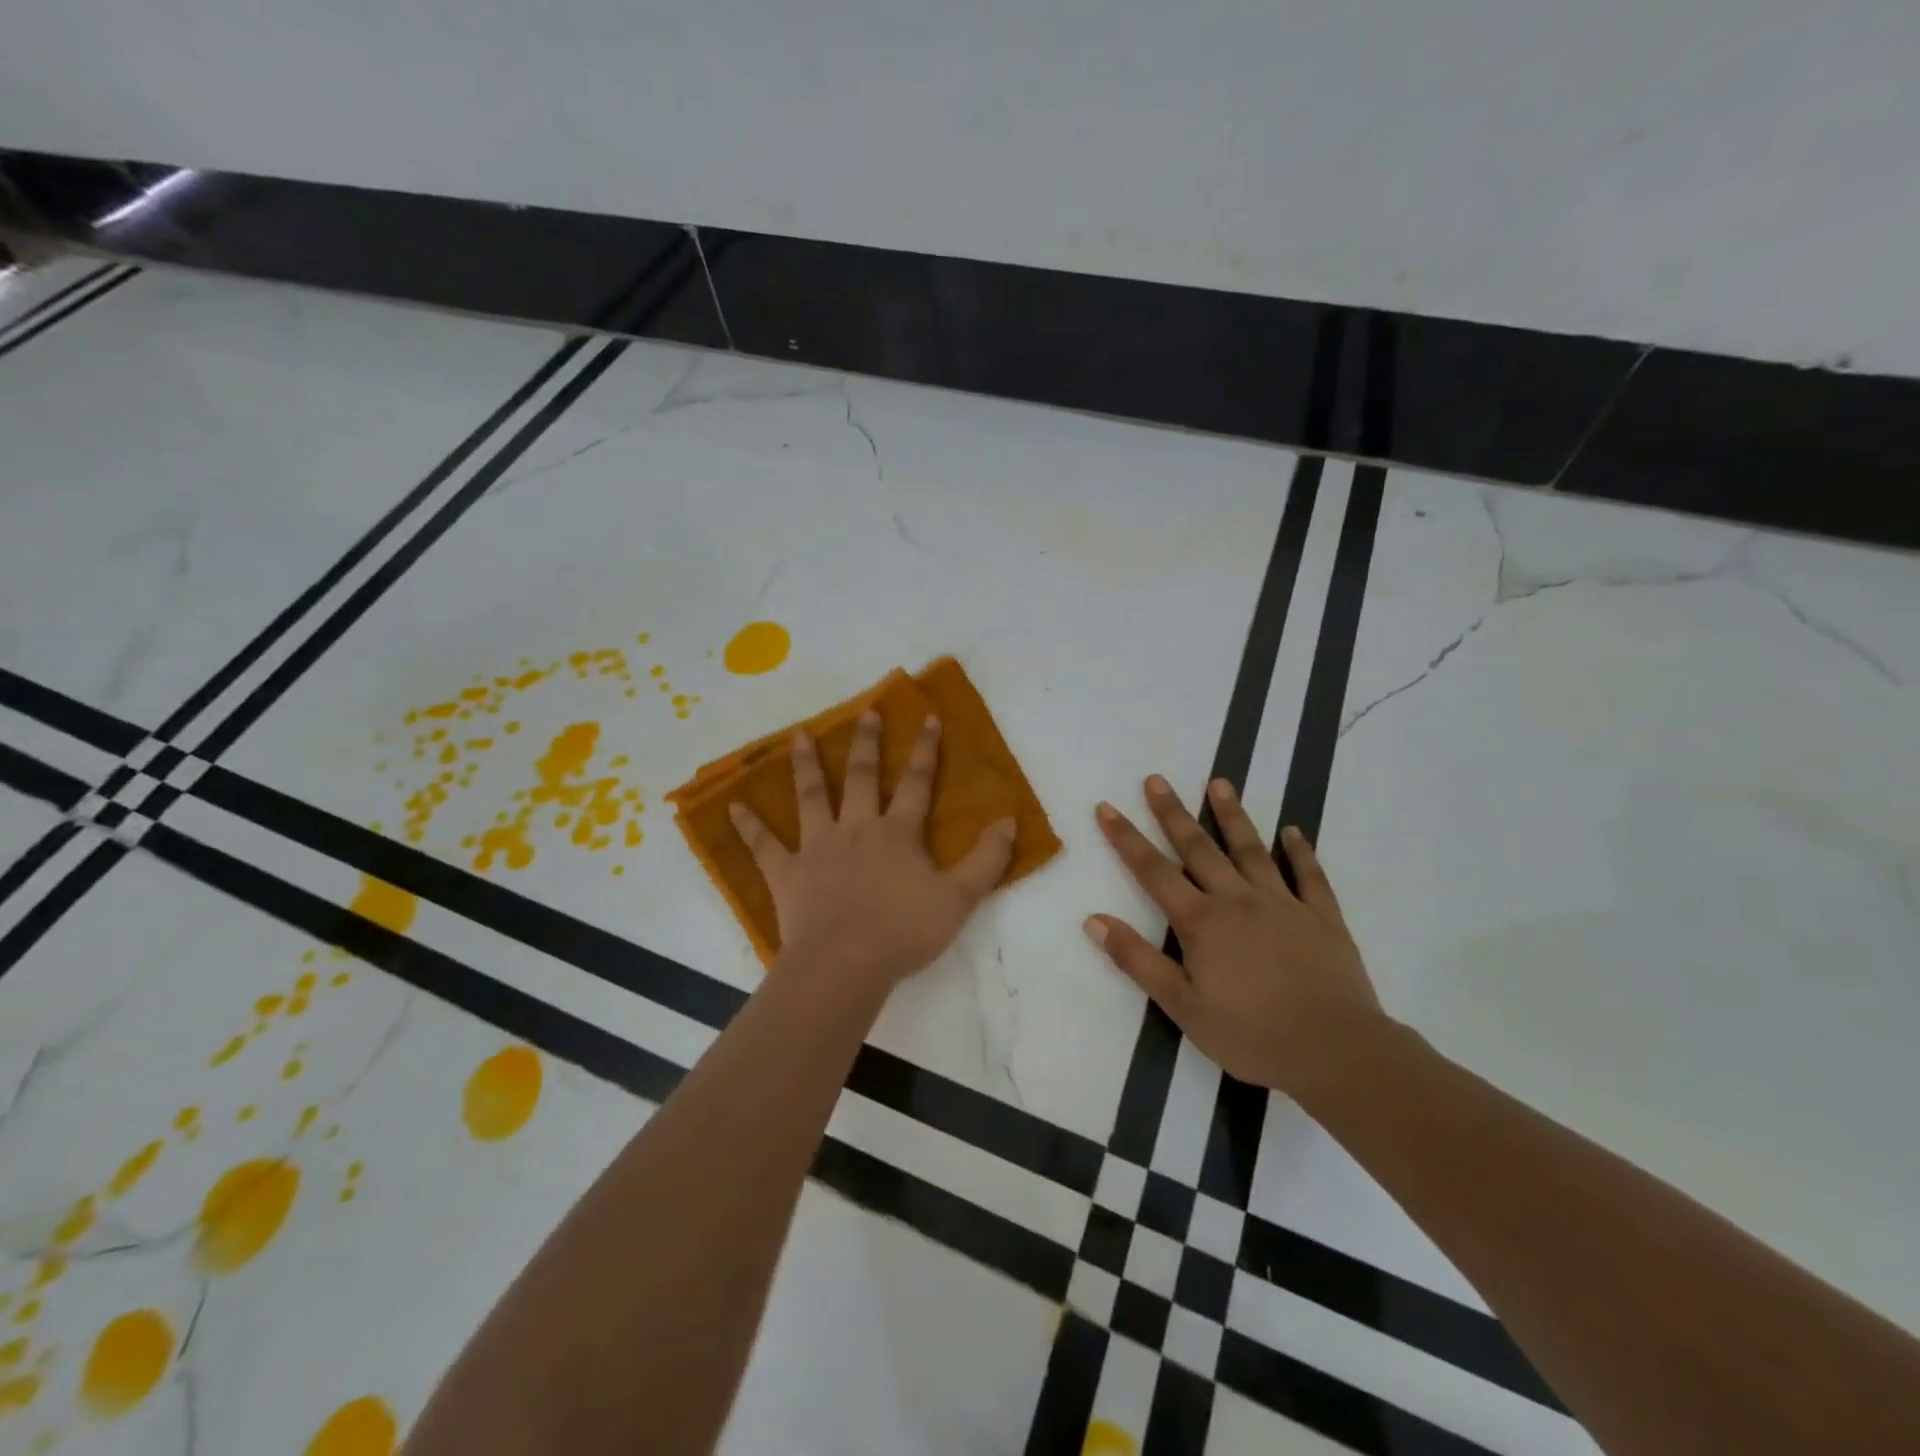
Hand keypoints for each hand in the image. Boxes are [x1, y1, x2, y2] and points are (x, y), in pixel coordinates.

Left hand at [729, 711, 1016, 992]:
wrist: (845, 964)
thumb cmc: (904, 932)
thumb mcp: (959, 899)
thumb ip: (986, 860)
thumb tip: (1009, 822)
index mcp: (898, 833)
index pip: (916, 783)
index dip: (925, 750)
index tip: (927, 718)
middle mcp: (856, 829)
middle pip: (861, 777)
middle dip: (866, 743)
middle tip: (865, 712)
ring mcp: (817, 847)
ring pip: (811, 797)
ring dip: (806, 765)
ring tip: (800, 735)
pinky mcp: (787, 873)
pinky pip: (764, 846)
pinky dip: (749, 826)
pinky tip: (732, 807)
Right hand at [1085, 775, 1386, 1101]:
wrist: (1334, 1050)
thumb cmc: (1250, 1034)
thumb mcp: (1181, 1005)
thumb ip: (1137, 960)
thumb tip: (1094, 920)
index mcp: (1201, 921)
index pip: (1153, 871)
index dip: (1126, 838)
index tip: (1107, 807)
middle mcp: (1237, 900)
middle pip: (1198, 848)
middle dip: (1173, 813)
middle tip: (1156, 780)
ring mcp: (1283, 904)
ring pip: (1252, 850)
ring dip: (1232, 816)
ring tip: (1219, 783)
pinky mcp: (1322, 917)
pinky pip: (1309, 876)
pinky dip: (1300, 851)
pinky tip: (1293, 832)